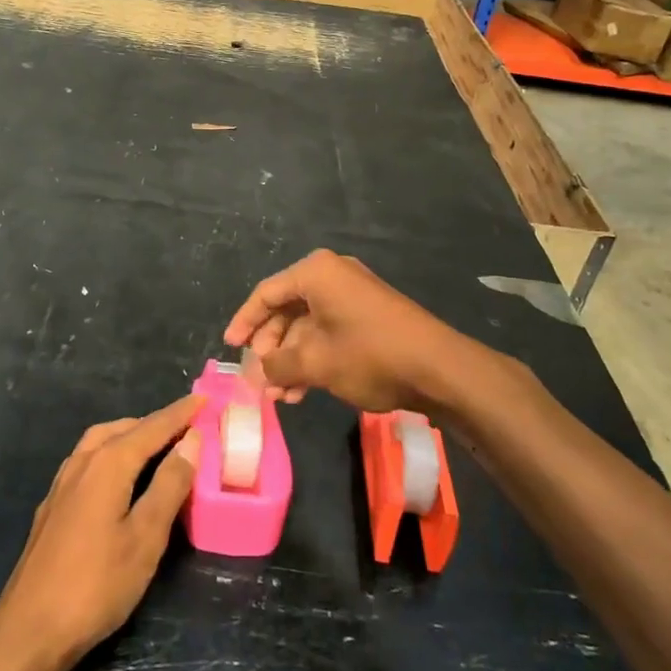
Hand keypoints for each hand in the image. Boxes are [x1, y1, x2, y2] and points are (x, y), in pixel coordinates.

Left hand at [0, 395, 201, 668]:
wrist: (29, 628)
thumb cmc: (96, 585)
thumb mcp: (145, 538)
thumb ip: (169, 485)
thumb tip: (191, 440)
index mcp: (108, 463)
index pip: (152, 427)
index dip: (180, 413)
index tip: (204, 398)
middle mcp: (83, 461)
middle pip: (124, 429)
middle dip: (156, 423)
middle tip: (186, 427)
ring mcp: (63, 482)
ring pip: (101, 441)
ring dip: (131, 435)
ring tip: (157, 445)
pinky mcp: (54, 503)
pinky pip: (89, 459)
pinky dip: (112, 453)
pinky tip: (119, 476)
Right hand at [223, 249, 474, 413]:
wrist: (439, 368)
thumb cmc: (370, 355)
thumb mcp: (316, 363)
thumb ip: (278, 366)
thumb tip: (257, 373)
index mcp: (315, 273)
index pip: (266, 294)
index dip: (244, 322)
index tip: (230, 348)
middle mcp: (332, 276)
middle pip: (286, 310)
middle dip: (270, 349)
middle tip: (260, 380)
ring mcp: (353, 295)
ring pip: (307, 326)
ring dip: (290, 360)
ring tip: (280, 396)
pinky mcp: (369, 316)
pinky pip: (328, 332)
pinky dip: (313, 358)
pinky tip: (303, 391)